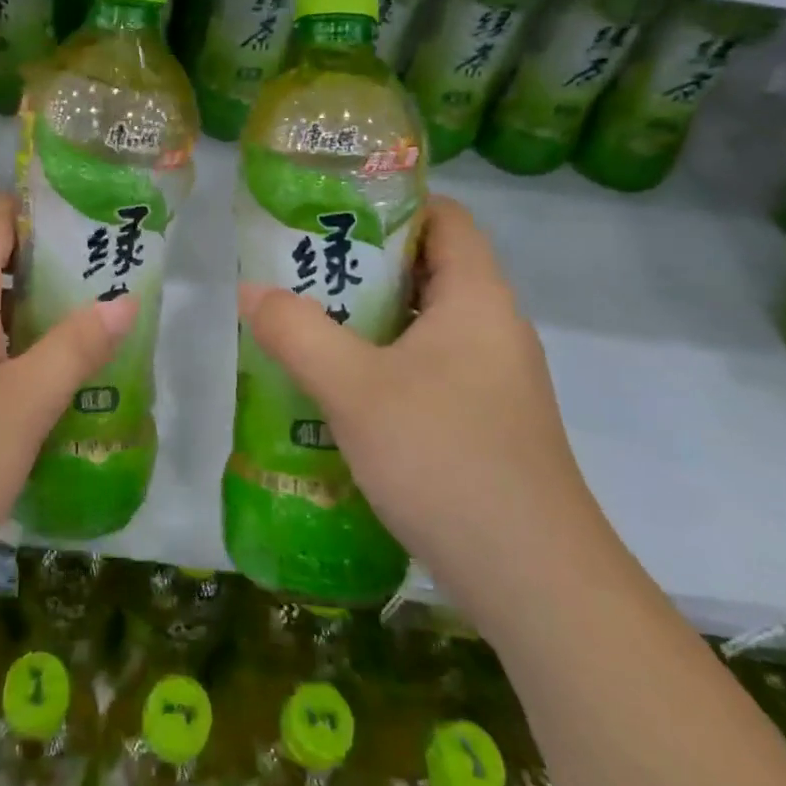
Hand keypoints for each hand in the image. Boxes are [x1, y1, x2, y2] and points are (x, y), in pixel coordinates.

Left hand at [0, 194, 134, 609]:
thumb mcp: (21, 407)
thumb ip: (75, 348)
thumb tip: (125, 299)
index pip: (3, 213)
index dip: (53, 210)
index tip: (104, 227)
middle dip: (59, 269)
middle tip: (118, 288)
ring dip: (38, 315)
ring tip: (96, 335)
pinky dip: (10, 350)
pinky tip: (43, 388)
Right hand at [241, 194, 599, 609]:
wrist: (533, 582)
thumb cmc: (445, 458)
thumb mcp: (354, 389)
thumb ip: (297, 333)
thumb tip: (252, 290)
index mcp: (476, 298)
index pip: (445, 217)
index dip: (392, 203)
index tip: (332, 212)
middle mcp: (493, 328)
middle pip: (428, 269)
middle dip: (363, 264)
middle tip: (302, 269)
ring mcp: (493, 380)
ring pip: (423, 325)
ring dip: (368, 320)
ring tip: (307, 323)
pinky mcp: (485, 424)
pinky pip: (428, 370)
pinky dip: (383, 365)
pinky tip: (339, 391)